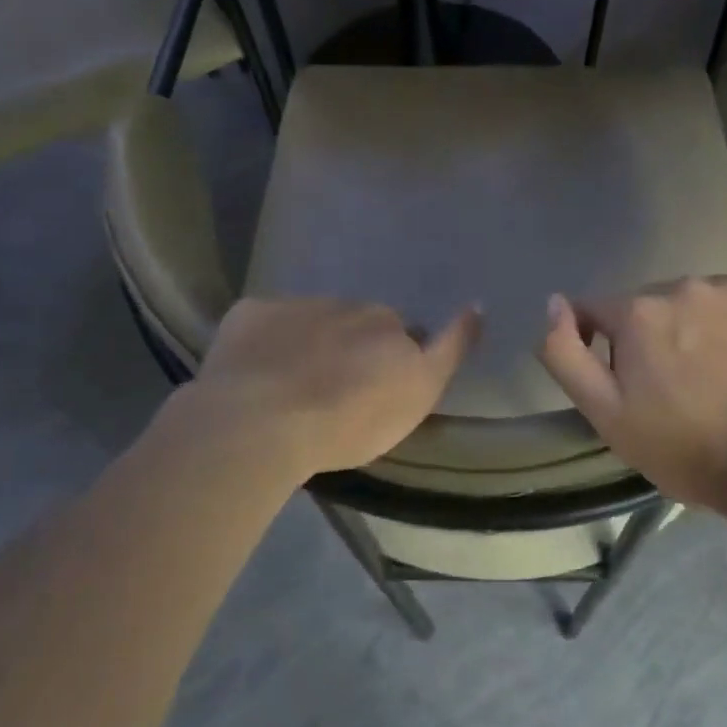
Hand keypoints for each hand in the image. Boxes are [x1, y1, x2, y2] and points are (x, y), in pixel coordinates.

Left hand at [177, 297, 479, 477]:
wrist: (260, 420)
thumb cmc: (348, 420)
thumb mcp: (417, 395)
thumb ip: (449, 349)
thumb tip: (476, 306)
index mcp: (386, 324)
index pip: (404, 332)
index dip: (396, 356)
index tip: (381, 382)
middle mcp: (347, 306)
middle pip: (357, 324)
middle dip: (353, 347)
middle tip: (336, 391)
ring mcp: (295, 306)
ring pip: (311, 321)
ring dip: (309, 343)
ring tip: (291, 387)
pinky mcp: (251, 313)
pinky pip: (265, 323)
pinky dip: (265, 340)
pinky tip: (254, 372)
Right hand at [537, 278, 726, 510]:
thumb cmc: (689, 447)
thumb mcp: (607, 415)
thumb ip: (566, 355)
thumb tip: (553, 303)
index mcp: (637, 312)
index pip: (598, 312)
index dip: (602, 344)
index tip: (626, 381)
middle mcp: (681, 285)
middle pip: (650, 307)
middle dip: (654, 337)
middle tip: (677, 389)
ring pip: (697, 302)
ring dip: (697, 328)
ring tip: (720, 376)